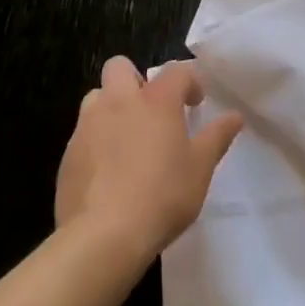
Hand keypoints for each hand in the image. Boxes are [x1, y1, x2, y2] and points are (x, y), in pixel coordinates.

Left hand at [55, 56, 242, 268]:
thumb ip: (217, 138)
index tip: (195, 103)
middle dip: (135, 80)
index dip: (189, 82)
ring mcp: (88, 126)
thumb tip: (235, 116)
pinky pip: (83, 134)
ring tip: (125, 139)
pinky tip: (107, 172)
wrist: (102, 238)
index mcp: (156, 99)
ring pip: (96, 97)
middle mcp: (119, 101)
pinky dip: (96, 142)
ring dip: (111, 107)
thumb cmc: (161, 196)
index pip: (176, 71)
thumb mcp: (200, 169)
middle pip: (120, 67)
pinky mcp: (69, 154)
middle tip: (150, 111)